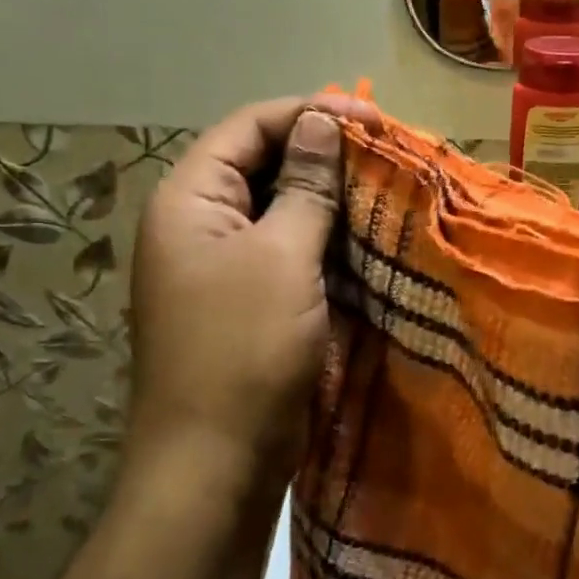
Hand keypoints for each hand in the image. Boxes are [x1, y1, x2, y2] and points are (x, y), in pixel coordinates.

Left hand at [128, 94, 378, 490]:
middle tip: (387, 156)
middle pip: (264, 166)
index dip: (311, 113)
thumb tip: (321, 121)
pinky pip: (291, 255)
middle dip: (325, 156)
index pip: (250, 128)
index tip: (375, 120)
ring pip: (283, 212)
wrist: (216, 464)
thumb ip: (305, 187)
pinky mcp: (251, 304)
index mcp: (189, 201)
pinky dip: (328, 244)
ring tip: (388, 192)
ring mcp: (224, 268)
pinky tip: (370, 242)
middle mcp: (200, 226)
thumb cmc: (243, 351)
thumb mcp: (281, 258)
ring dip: (332, 201)